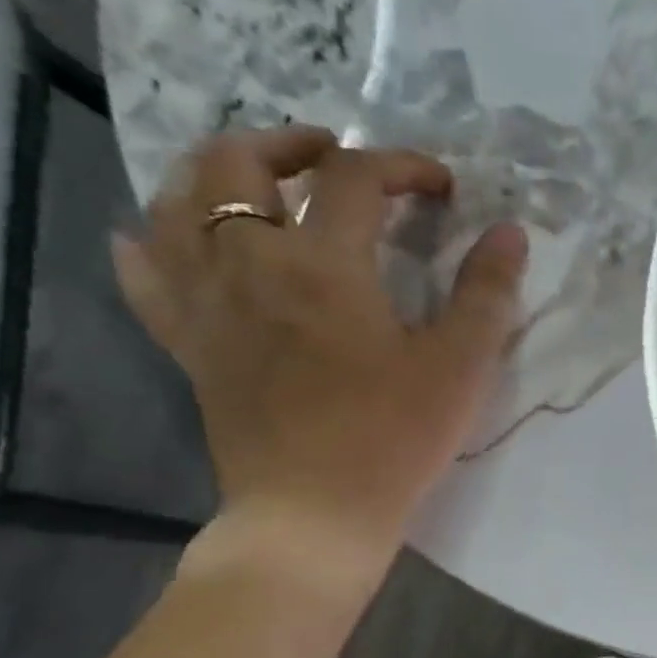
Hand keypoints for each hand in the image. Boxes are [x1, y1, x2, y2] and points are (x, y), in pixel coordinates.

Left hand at [112, 127, 526, 585]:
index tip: (440, 188)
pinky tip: (173, 238)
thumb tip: (509, 231)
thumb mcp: (459, 367)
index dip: (401, 166)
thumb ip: (487, 294)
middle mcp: (248, 263)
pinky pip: (147, 271)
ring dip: (220, 174)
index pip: (355, 179)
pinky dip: (154, 239)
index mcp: (322, 264)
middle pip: (239, 163)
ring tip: (264, 187)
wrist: (314, 511)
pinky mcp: (188, 342)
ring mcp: (205, 301)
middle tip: (336, 159)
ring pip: (178, 201)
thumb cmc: (394, 438)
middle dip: (292, 145)